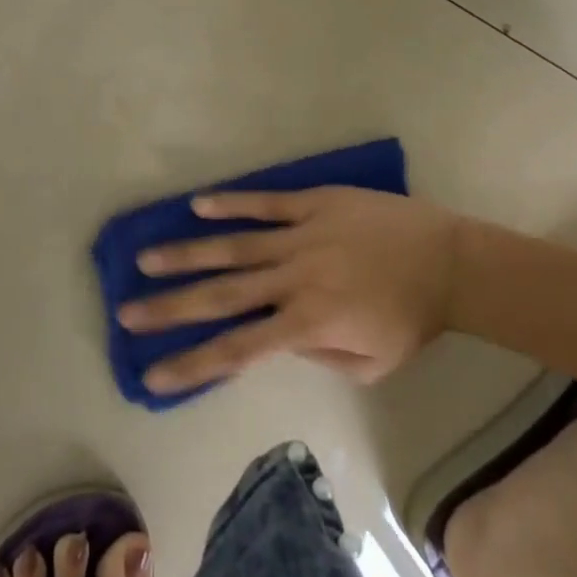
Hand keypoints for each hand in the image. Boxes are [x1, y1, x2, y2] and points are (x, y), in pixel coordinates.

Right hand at [118, 188, 466, 393]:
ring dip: (187, 253)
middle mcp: (294, 279)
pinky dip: (231, 204)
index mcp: (308, 323)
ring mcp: (301, 236)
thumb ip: (318, 356)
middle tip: (127, 313)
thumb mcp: (371, 363)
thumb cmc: (412, 318)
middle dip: (171, 307)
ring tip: (146, 258)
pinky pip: (265, 203)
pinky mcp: (313, 203)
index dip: (192, 363)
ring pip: (233, 245)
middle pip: (222, 295)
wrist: (449, 260)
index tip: (152, 373)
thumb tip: (276, 339)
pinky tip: (197, 204)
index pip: (238, 349)